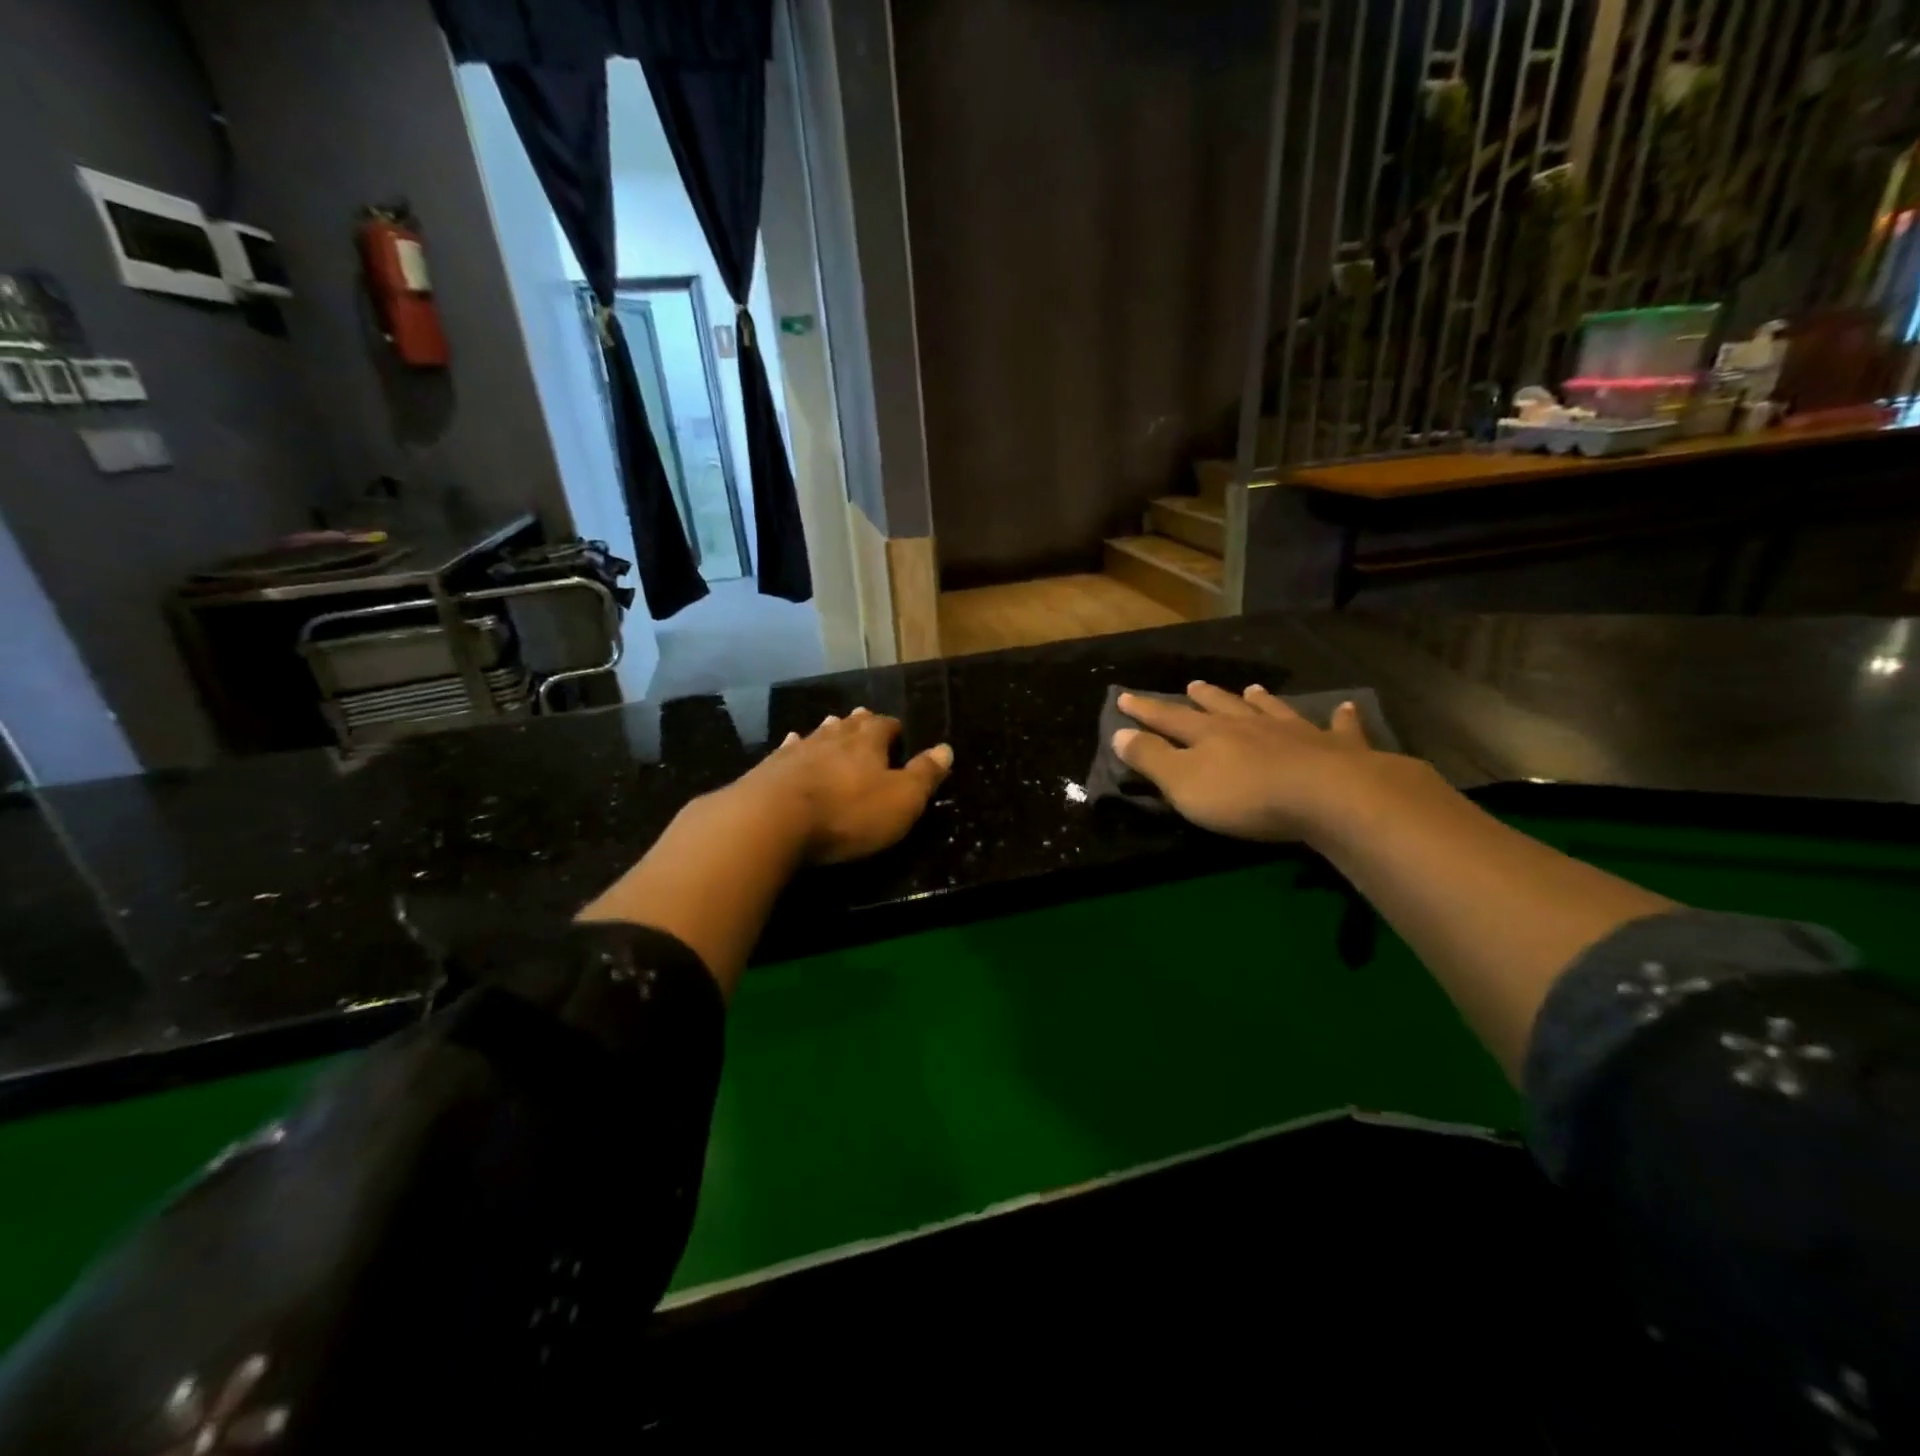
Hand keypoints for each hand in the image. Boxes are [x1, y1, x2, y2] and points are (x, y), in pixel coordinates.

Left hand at [730, 707, 953, 864]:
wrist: (771, 821)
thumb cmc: (847, 813)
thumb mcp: (901, 800)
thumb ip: (924, 775)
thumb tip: (945, 748)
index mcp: (868, 742)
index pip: (885, 725)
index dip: (893, 728)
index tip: (899, 732)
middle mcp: (832, 738)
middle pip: (850, 724)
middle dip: (860, 722)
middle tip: (865, 718)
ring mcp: (796, 750)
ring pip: (818, 733)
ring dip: (828, 730)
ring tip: (833, 724)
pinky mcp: (768, 769)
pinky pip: (786, 750)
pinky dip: (794, 747)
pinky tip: (791, 744)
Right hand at [1112, 681, 1388, 841]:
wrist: (1326, 796)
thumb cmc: (1244, 795)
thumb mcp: (1183, 782)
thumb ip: (1150, 758)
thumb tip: (1118, 733)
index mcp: (1210, 734)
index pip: (1169, 718)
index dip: (1145, 710)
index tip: (1125, 697)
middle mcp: (1250, 725)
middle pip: (1222, 707)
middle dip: (1204, 698)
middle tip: (1193, 685)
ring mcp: (1296, 732)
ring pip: (1273, 710)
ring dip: (1261, 700)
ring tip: (1253, 689)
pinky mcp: (1336, 749)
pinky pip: (1338, 728)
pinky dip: (1341, 718)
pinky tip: (1345, 708)